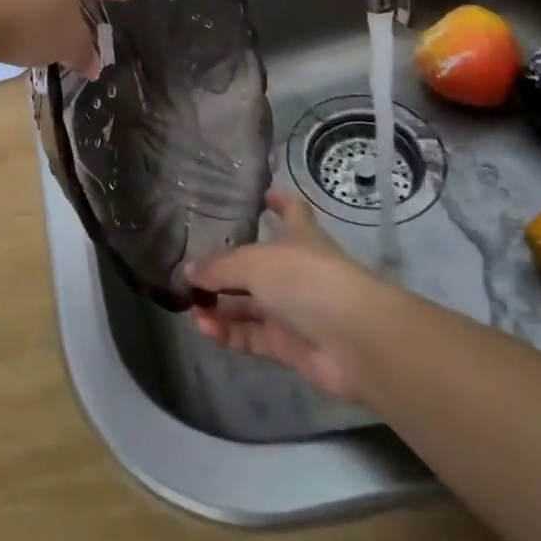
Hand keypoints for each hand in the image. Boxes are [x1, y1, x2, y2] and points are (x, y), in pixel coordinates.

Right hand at [185, 190, 383, 405]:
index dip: (280, 202)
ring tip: (190, 305)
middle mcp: (297, 272)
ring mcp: (295, 311)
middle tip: (192, 272)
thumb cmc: (307, 280)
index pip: (292, 212)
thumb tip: (186, 272)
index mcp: (300, 238)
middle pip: (257, 267)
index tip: (263, 193)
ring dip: (220, 306)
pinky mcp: (290, 347)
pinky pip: (252, 337)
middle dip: (225, 270)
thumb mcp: (254, 263)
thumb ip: (218, 267)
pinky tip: (203, 327)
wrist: (354, 341)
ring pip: (250, 306)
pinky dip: (228, 333)